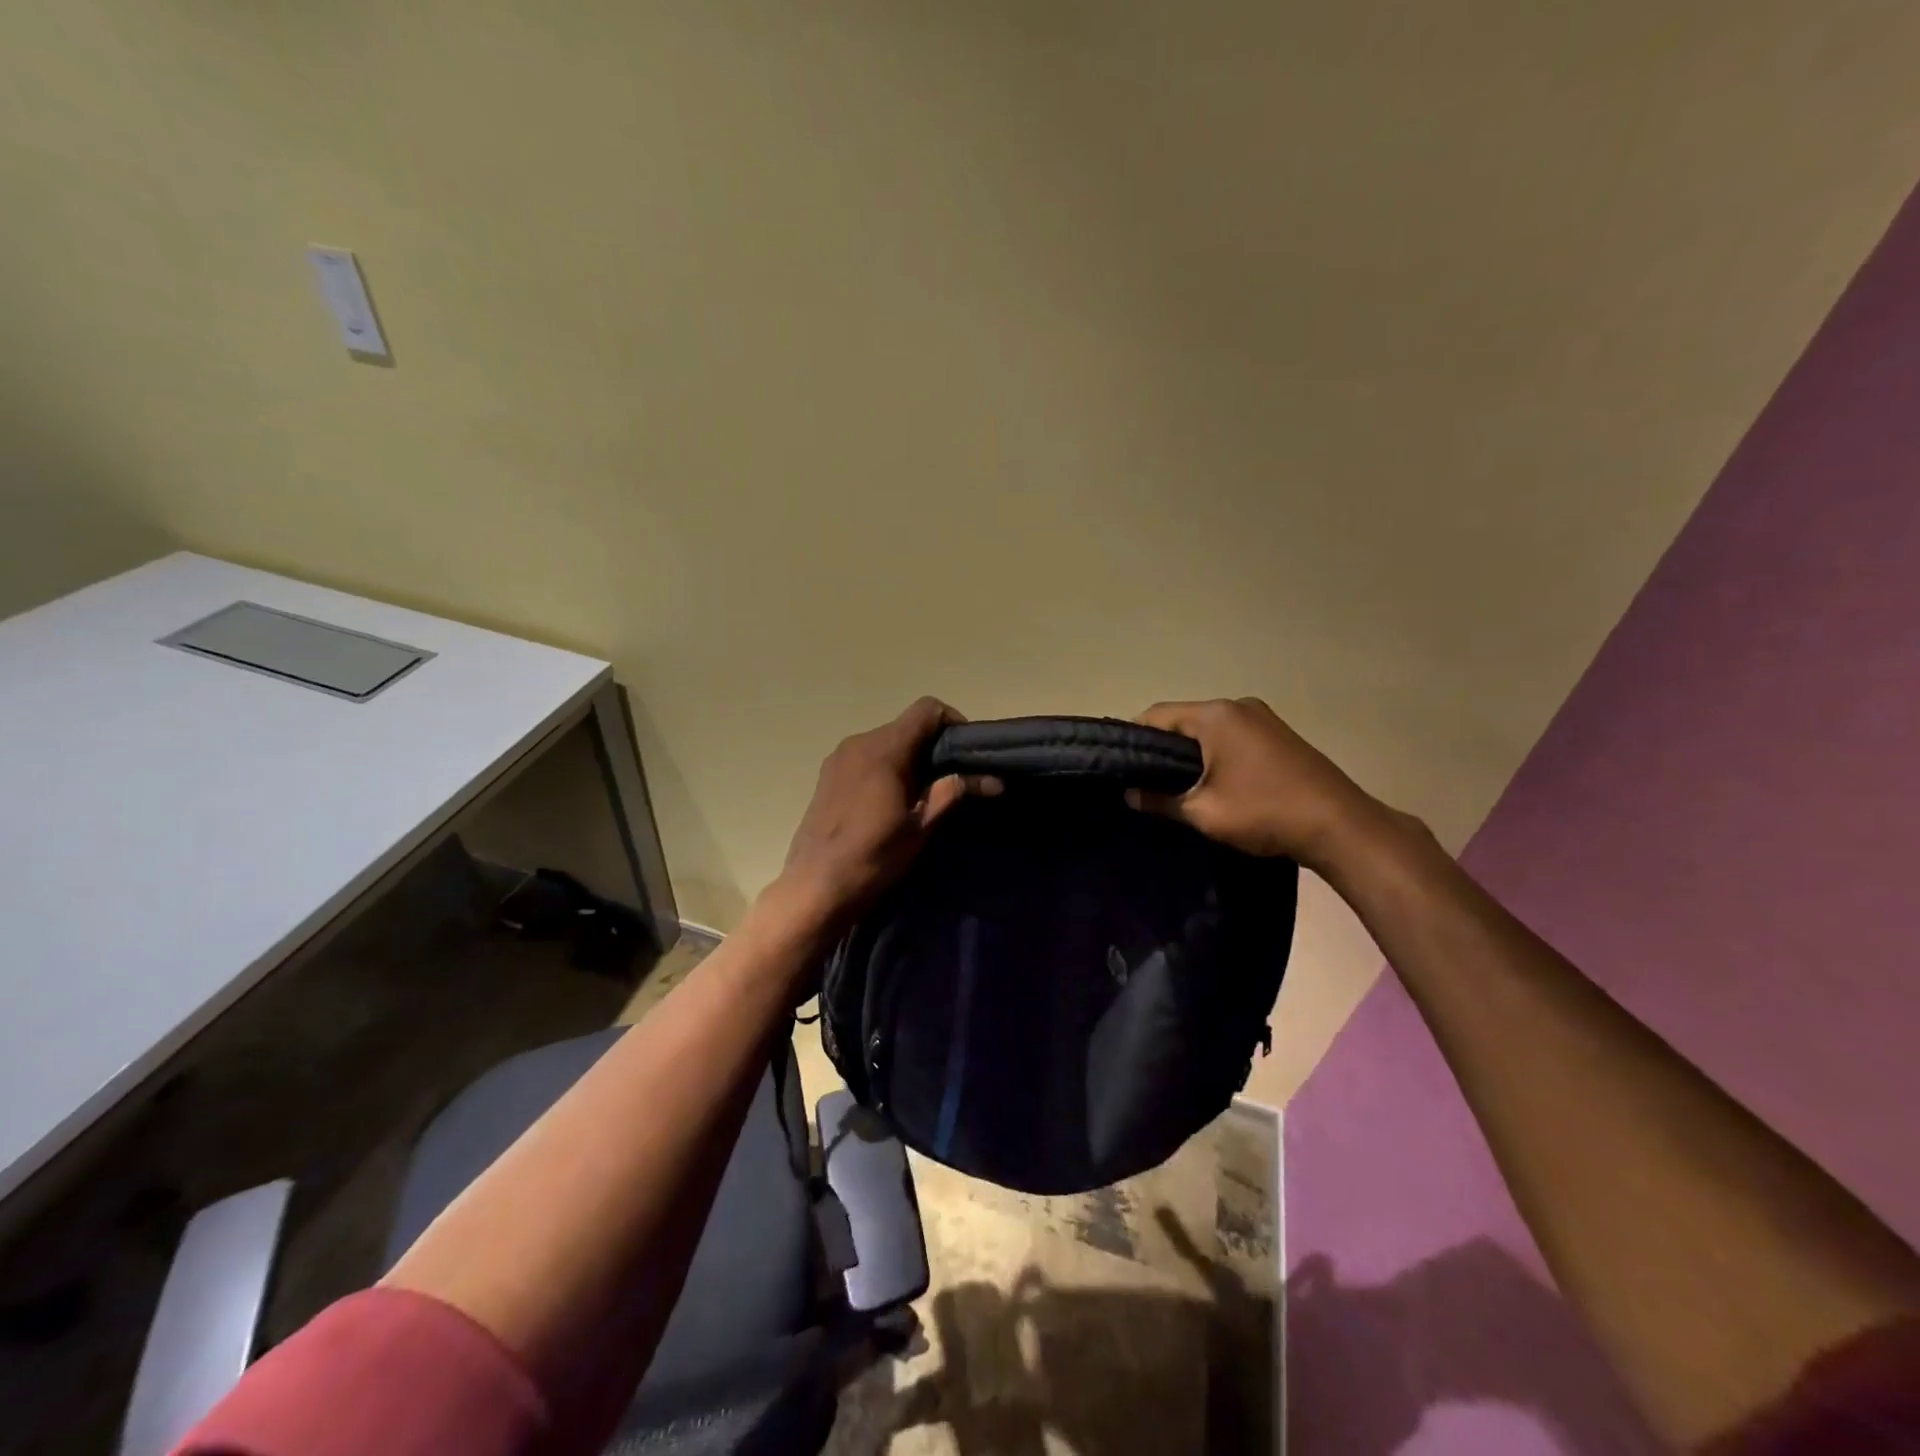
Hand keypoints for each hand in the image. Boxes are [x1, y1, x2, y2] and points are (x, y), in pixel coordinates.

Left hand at [775, 697, 998, 930]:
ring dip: (910, 758)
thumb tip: (993, 780)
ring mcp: (838, 758)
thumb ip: (951, 793)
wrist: (814, 888)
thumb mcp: (919, 828)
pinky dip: (887, 767)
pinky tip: (892, 801)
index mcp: (883, 750)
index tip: (966, 753)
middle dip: (933, 746)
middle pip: (906, 726)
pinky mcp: (828, 776)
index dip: (953, 722)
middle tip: (952, 779)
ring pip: (886, 742)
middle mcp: (858, 743)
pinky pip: (866, 757)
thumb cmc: (872, 858)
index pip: (926, 710)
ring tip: (924, 794)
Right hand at [1130, 698, 1388, 871]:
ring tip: (1174, 785)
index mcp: (1216, 715)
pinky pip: (1231, 736)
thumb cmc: (1264, 812)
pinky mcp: (1278, 734)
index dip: (1133, 738)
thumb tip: (1130, 794)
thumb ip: (1160, 799)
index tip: (1121, 765)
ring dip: (1189, 753)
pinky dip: (1214, 753)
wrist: (1340, 826)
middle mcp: (1237, 706)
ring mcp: (1262, 718)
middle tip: (1143, 779)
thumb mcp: (1203, 812)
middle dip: (1161, 748)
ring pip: (1208, 729)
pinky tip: (1211, 781)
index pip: (1157, 715)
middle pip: (1183, 719)